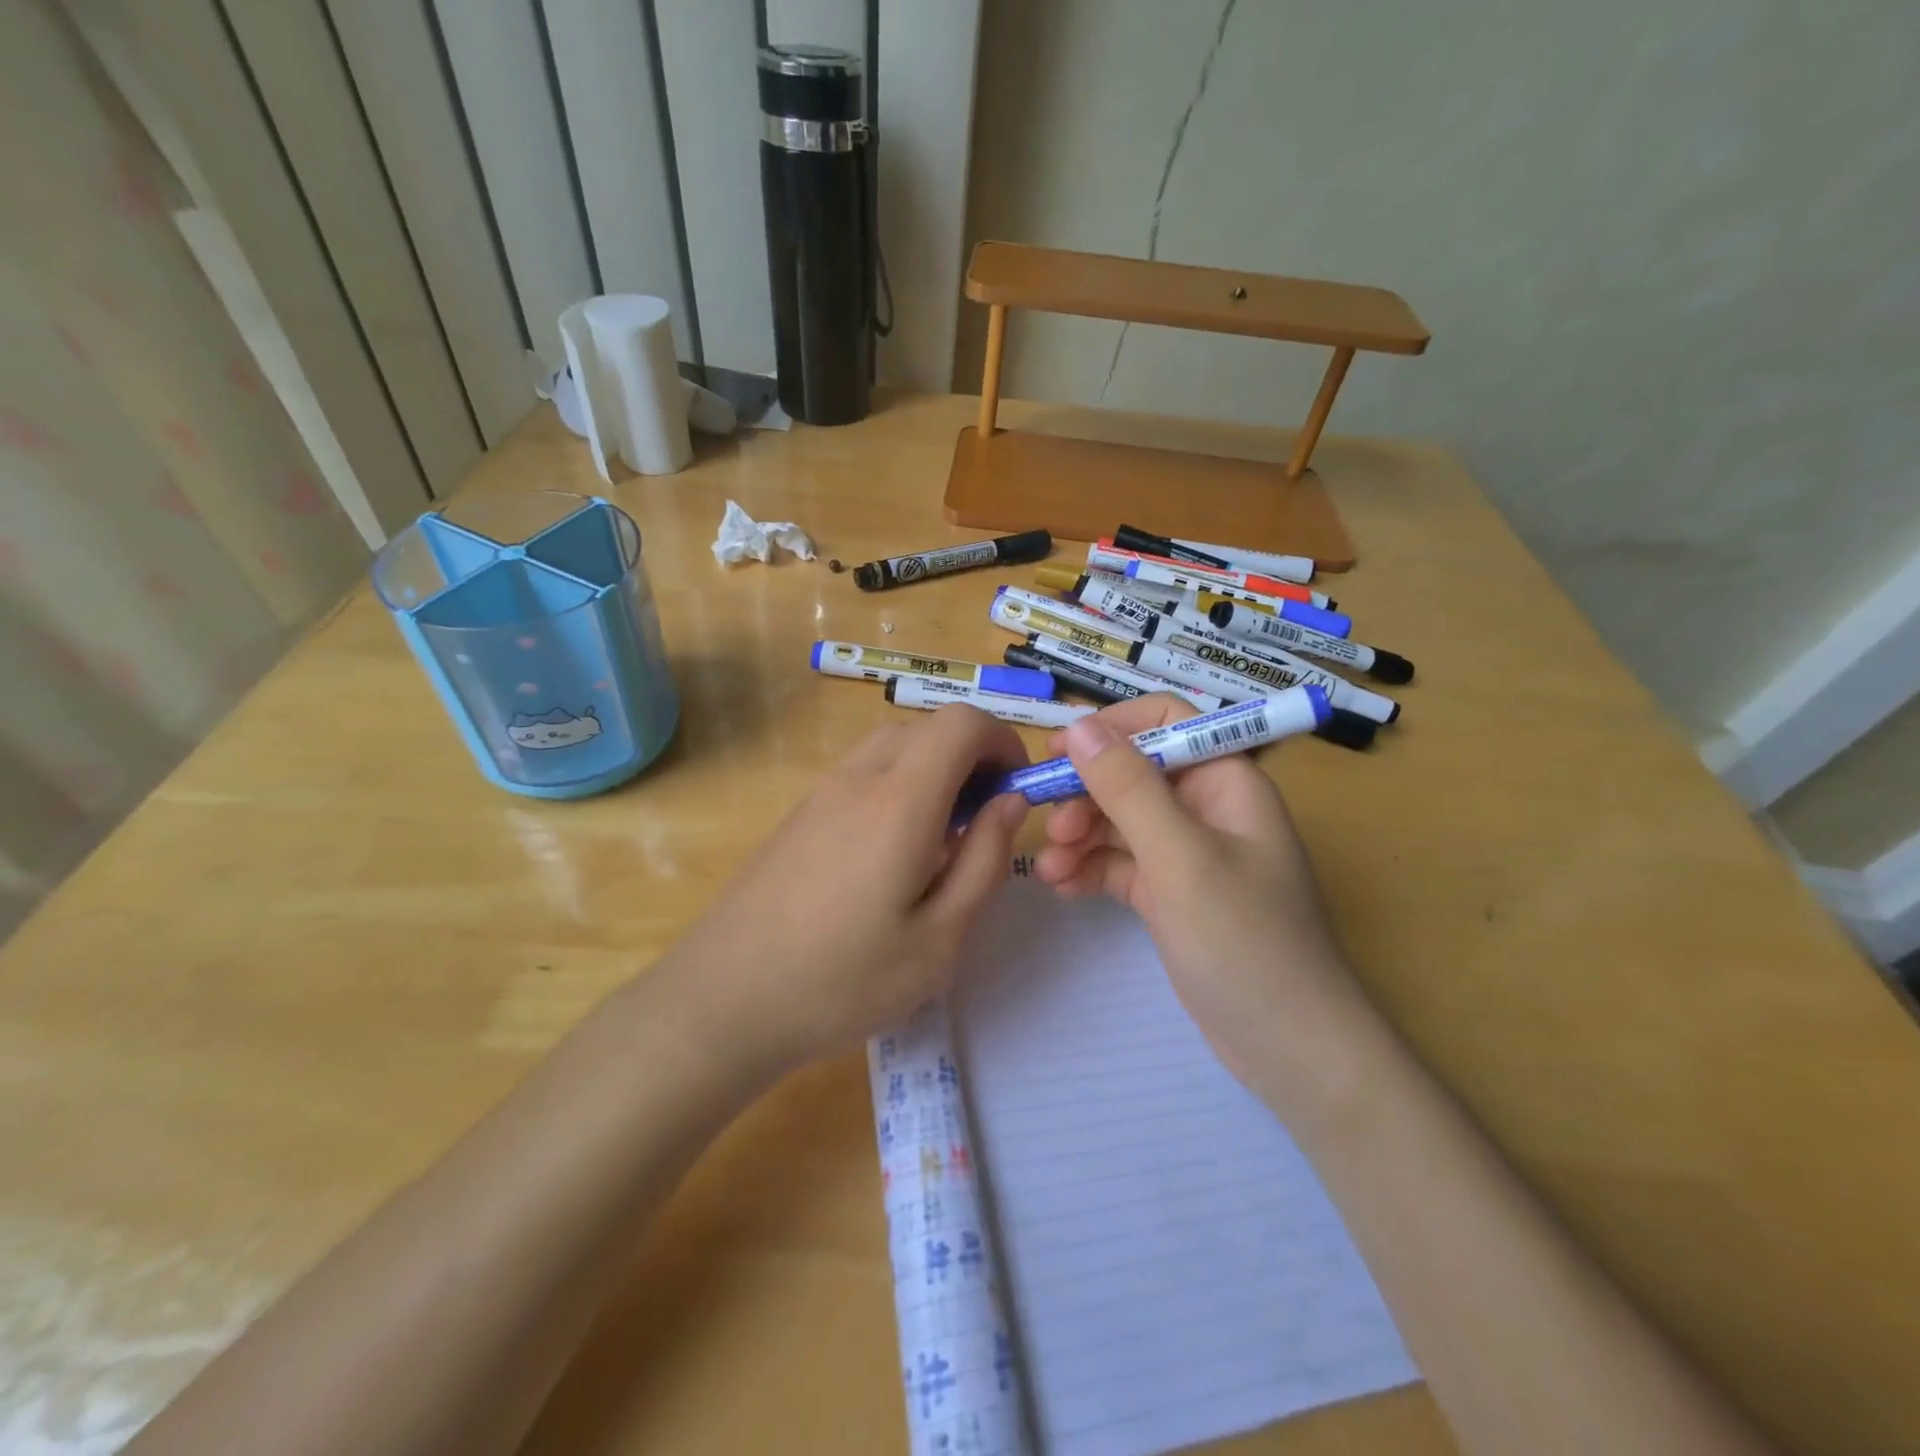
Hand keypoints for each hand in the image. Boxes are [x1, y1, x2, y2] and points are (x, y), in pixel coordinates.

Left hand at [666, 704, 1029, 1078]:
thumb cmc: (843, 980)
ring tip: (942, 840)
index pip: (962, 723)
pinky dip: (898, 785)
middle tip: (984, 820)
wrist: (723, 1001)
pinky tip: (892, 853)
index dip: (1002, 742)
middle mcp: (859, 778)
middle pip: (928, 727)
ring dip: (933, 770)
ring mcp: (821, 792)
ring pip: (893, 746)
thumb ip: (984, 860)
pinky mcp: (799, 813)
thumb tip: (1011, 802)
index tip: (1016, 791)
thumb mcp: (939, 939)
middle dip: (971, 757)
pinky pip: (863, 773)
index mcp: (901, 800)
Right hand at [1034, 695, 1377, 1117]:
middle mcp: (1207, 808)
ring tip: (1050, 868)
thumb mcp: (1181, 858)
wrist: (1289, 1048)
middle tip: (1051, 828)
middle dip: (1087, 794)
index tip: (1058, 752)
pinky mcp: (1170, 894)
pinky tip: (1061, 888)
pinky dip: (1090, 870)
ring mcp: (1188, 854)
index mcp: (1226, 781)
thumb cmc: (1245, 941)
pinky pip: (1121, 864)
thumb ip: (1128, 788)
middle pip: (1133, 774)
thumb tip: (1078, 727)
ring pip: (1120, 821)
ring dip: (1081, 836)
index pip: (1166, 721)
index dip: (1112, 728)